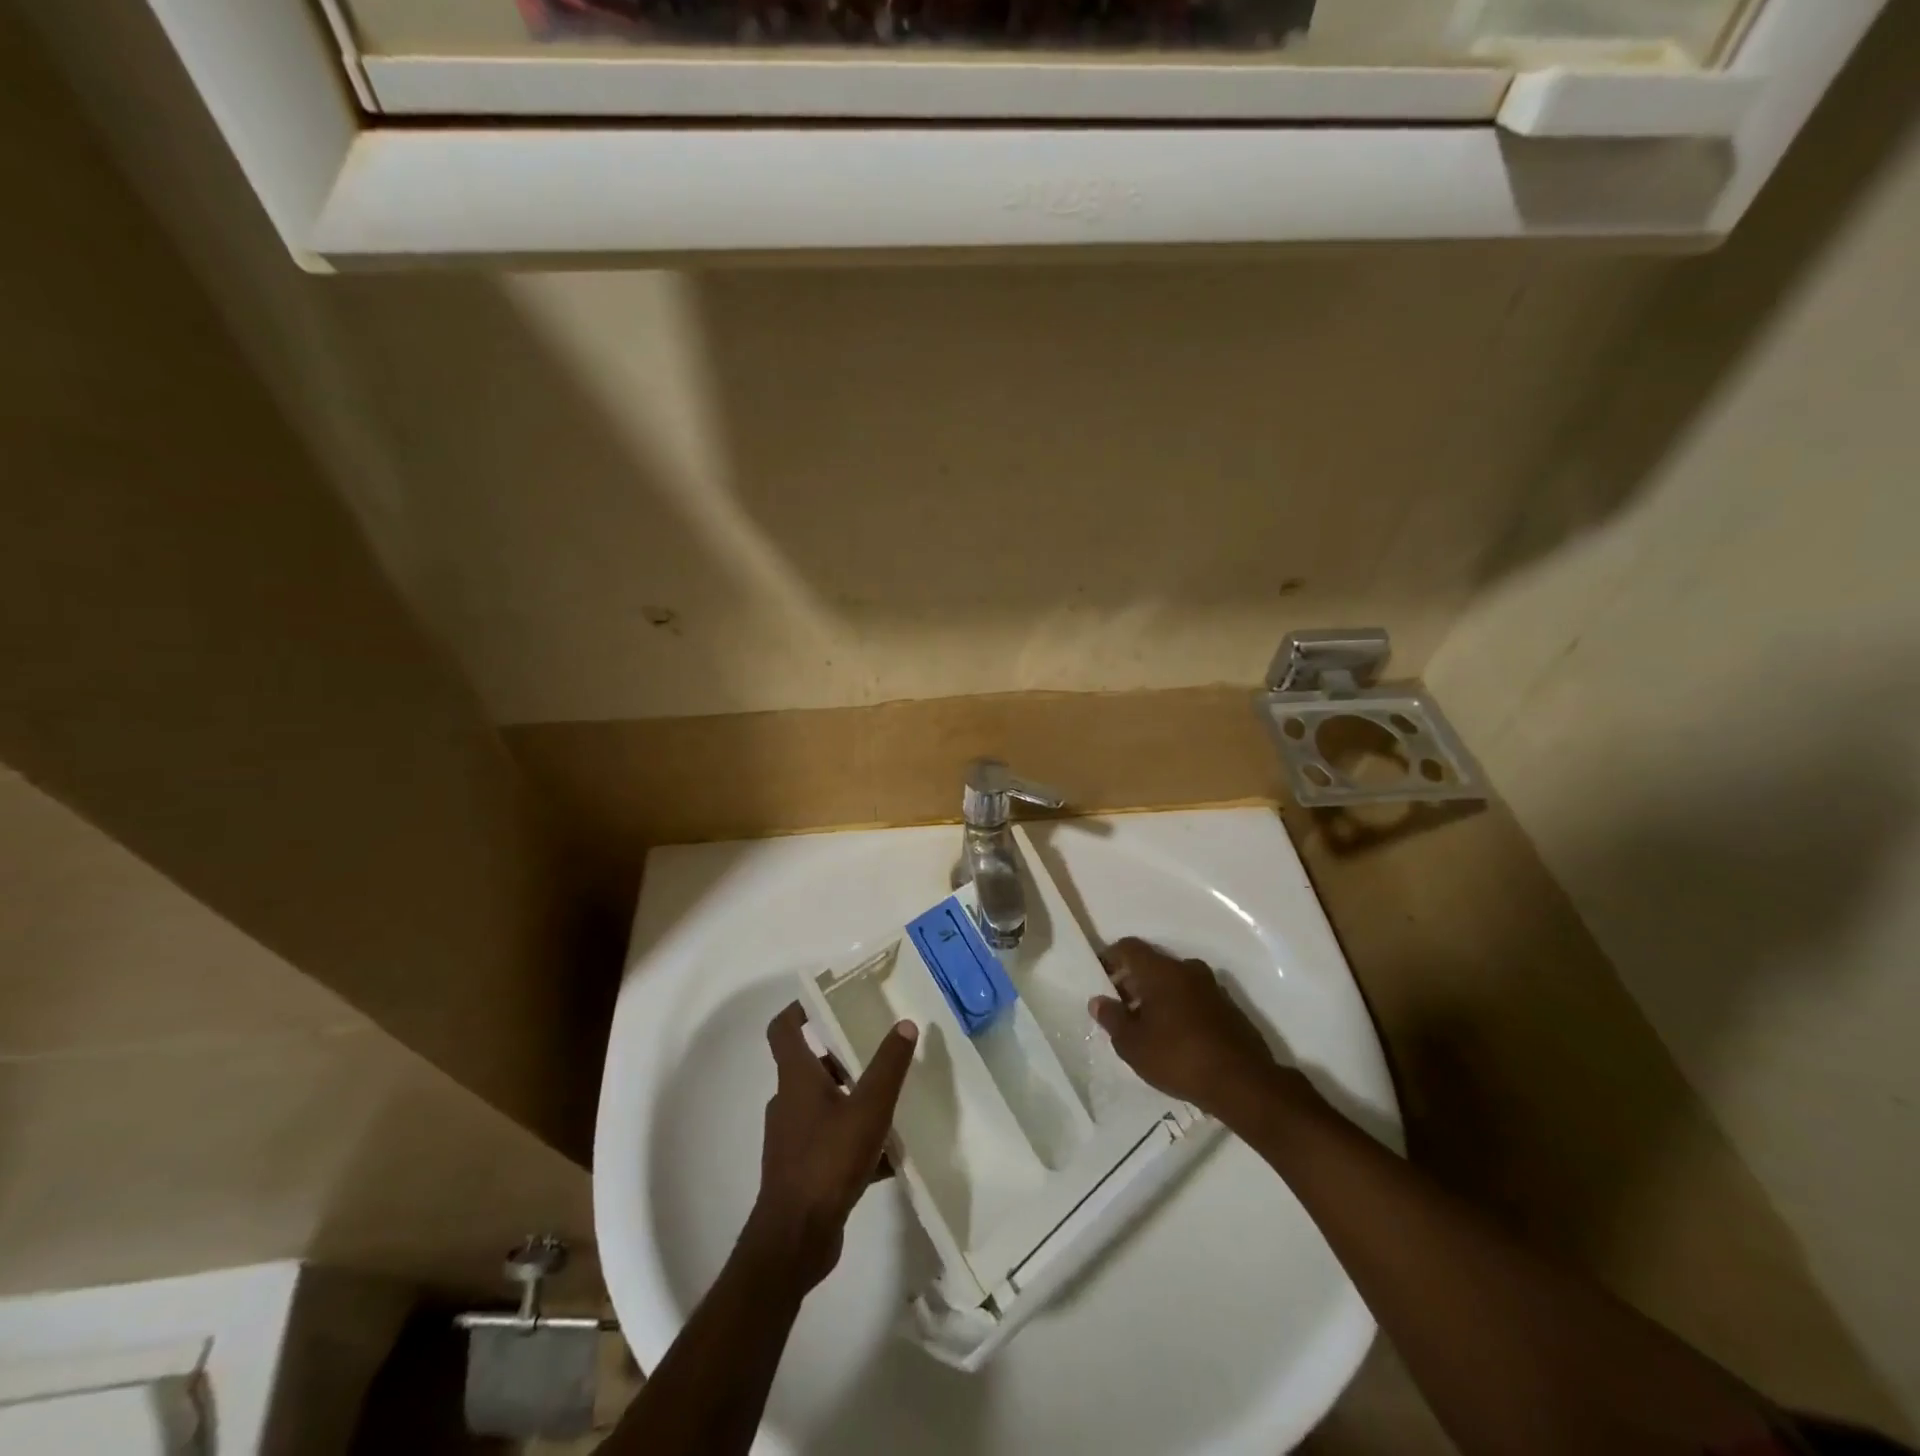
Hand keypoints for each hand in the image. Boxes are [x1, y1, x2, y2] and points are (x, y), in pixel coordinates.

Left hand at [748, 1003, 917, 1291]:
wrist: (795, 1239)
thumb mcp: (869, 1108)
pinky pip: (830, 1140)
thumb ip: (888, 1066)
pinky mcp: (800, 1169)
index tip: (828, 1001)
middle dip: (843, 1057)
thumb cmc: (828, 1161)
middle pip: (811, 1065)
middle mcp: (788, 1101)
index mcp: (796, 1078)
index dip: (800, 1009)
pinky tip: (887, 1156)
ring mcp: (791, 1138)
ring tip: (891, 1104)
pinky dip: (854, 1140)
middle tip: (878, 1053)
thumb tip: (905, 1024)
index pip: (784, 1029)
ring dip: (852, 1100)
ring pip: (824, 1104)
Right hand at [1089, 938, 1291, 1120]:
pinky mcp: (1228, 1008)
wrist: (1243, 1083)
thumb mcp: (1132, 1044)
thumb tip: (1098, 1001)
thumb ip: (1112, 1018)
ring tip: (1145, 1026)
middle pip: (1152, 963)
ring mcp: (1212, 987)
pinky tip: (1174, 1037)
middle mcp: (1187, 969)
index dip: (1110, 958)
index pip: (1129, 947)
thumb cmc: (1178, 1057)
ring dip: (1157, 996)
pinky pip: (1193, 998)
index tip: (1100, 979)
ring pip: (1174, 981)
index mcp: (1161, 970)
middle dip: (1132, 981)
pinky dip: (1178, 1008)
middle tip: (1119, 1008)